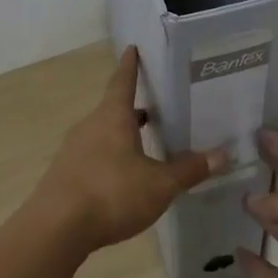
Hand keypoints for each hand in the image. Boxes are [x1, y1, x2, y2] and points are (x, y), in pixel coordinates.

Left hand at [31, 46, 225, 254]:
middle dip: (134, 107)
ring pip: (103, 133)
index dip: (130, 65)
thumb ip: (189, 170)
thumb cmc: (111, 194)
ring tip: (145, 141)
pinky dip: (110, 157)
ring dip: (122, 134)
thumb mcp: (159, 185)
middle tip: (156, 106)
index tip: (133, 48)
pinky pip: (93, 156)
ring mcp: (73, 151)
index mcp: (113, 117)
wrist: (55, 230)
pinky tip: (123, 176)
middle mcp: (90, 126)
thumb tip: (223, 155)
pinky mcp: (65, 175)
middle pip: (113, 108)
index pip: (123, 81)